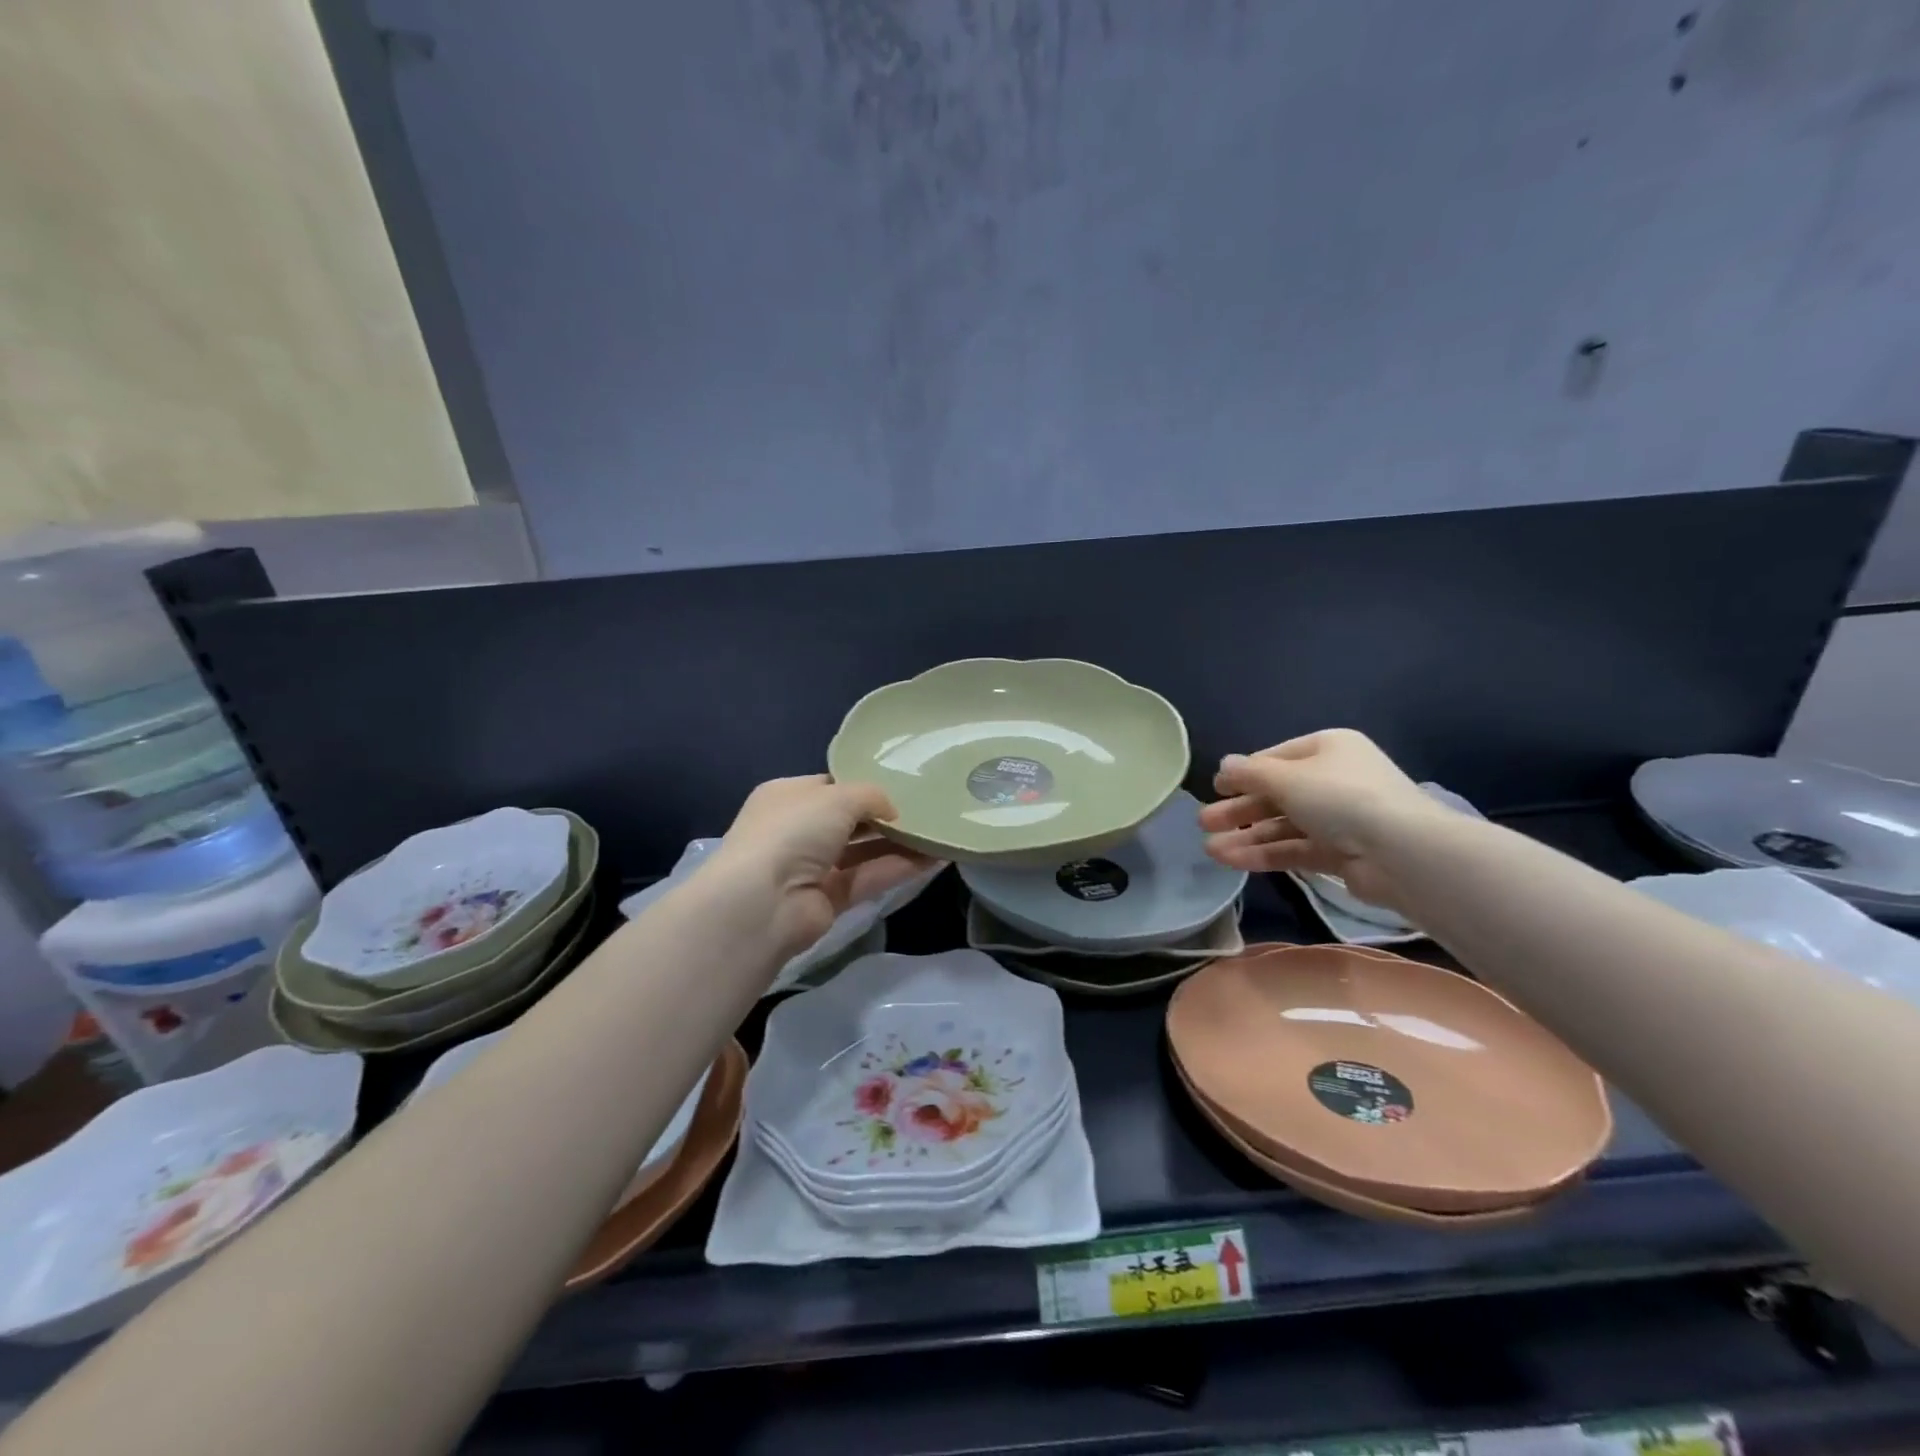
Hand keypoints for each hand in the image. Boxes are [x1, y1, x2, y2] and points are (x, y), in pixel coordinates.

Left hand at [704, 776, 939, 955]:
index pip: (831, 786)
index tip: (901, 785)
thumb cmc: (794, 831)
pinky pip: (869, 878)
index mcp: (788, 796)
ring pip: (863, 851)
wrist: (763, 903)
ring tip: (939, 833)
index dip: (863, 786)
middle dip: (885, 816)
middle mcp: (798, 830)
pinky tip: (933, 859)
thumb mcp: (837, 797)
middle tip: (927, 809)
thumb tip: (891, 811)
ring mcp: (813, 867)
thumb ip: (871, 796)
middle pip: (850, 820)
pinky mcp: (830, 899)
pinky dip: (899, 869)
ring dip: (899, 843)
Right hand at [1196, 730, 1444, 907]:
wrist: (1402, 853)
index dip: (1244, 773)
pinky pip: (1295, 849)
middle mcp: (1335, 780)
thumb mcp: (1286, 778)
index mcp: (1329, 748)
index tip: (1215, 788)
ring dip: (1246, 837)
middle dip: (1239, 810)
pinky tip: (1233, 861)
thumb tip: (1223, 765)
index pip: (1276, 758)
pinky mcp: (1341, 854)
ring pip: (1283, 825)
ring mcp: (1340, 819)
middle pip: (1277, 794)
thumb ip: (1249, 773)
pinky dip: (1265, 854)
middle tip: (1204, 823)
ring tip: (1210, 850)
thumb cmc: (1341, 798)